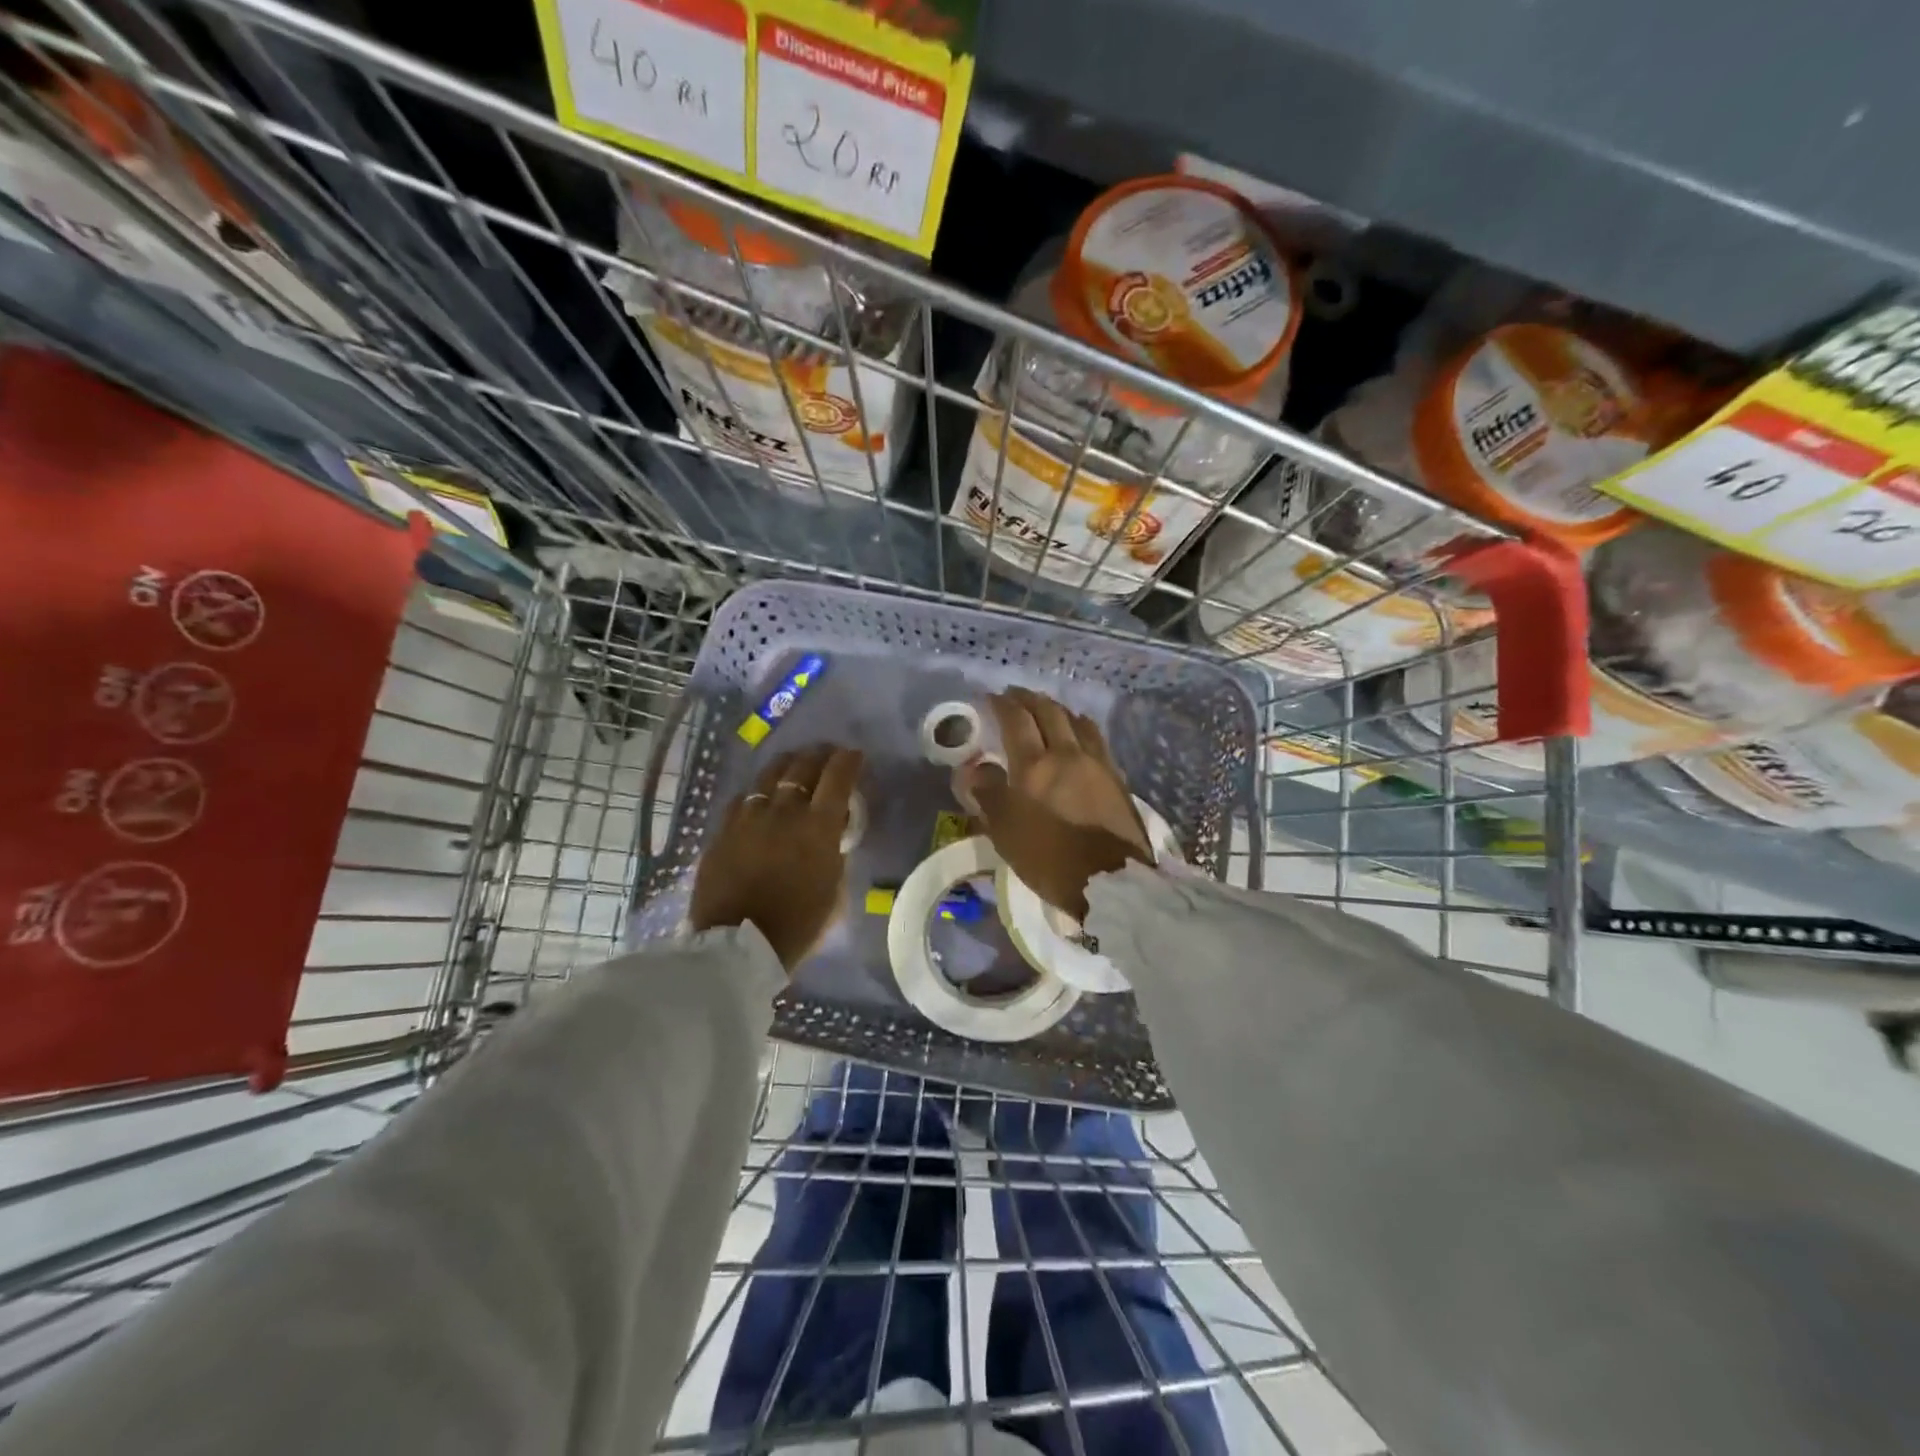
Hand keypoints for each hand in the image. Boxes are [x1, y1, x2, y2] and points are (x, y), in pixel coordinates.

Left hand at [690, 744, 863, 970]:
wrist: (738, 946)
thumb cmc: (798, 925)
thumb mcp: (834, 890)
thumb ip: (835, 854)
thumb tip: (833, 835)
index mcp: (818, 826)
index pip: (838, 777)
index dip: (849, 761)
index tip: (855, 755)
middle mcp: (784, 811)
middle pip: (803, 766)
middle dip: (820, 755)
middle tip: (827, 754)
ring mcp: (749, 817)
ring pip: (769, 774)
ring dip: (787, 765)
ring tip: (794, 764)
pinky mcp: (723, 830)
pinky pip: (742, 798)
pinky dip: (758, 792)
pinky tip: (760, 797)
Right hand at [960, 688, 1151, 919]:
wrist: (1112, 881)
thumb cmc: (1049, 860)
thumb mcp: (1006, 832)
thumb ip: (988, 795)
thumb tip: (973, 768)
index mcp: (1035, 765)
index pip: (1016, 720)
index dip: (1002, 704)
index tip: (991, 696)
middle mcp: (1067, 753)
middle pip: (1048, 712)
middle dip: (1029, 699)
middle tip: (1015, 695)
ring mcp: (1096, 762)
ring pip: (1076, 720)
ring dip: (1057, 708)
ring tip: (1046, 709)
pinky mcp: (1116, 776)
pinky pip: (1095, 738)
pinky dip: (1080, 726)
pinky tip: (1078, 732)